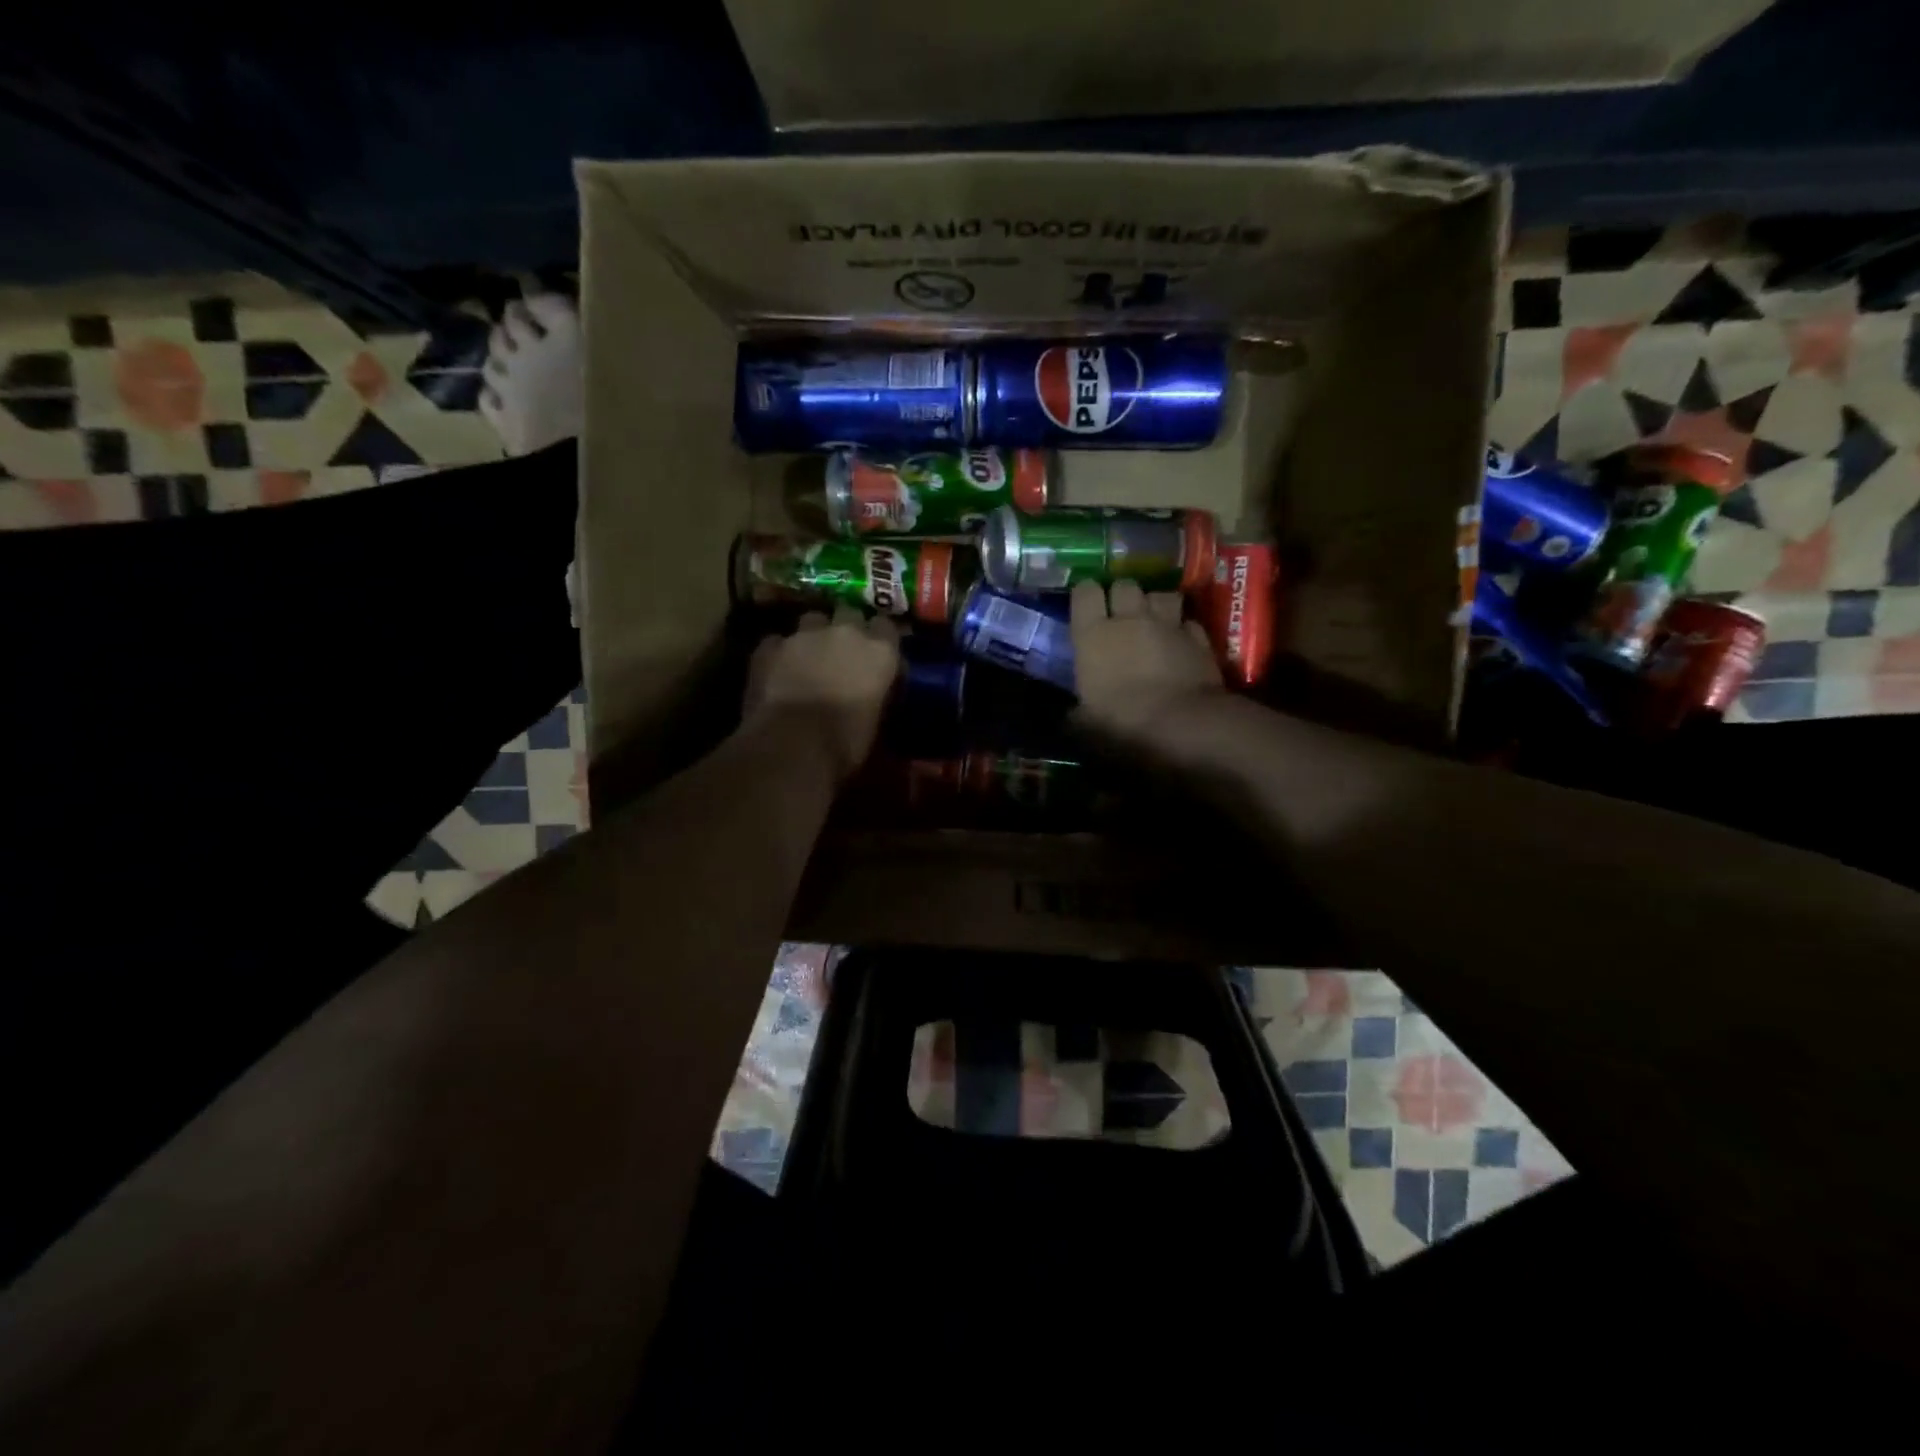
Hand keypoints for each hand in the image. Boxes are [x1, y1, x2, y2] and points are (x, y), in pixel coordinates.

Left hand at [744, 604, 900, 777]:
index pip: (886, 627)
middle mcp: (845, 632)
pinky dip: (779, 653)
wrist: (792, 746)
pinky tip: (777, 672)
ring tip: (808, 659)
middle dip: (846, 628)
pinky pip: (777, 641)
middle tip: (842, 654)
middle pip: (849, 613)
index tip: (876, 655)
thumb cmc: (846, 742)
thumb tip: (875, 691)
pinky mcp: (769, 646)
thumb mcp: (877, 720)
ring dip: (813, 636)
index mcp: (880, 651)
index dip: (880, 639)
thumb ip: (879, 693)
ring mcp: (803, 634)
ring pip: (812, 620)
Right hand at [1071, 579, 1224, 742]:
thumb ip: (1078, 709)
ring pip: (1161, 594)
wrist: (1180, 725)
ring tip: (1154, 619)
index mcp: (1093, 634)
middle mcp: (1130, 619)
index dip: (1085, 595)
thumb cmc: (1121, 722)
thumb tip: (1073, 714)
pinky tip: (1181, 641)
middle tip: (1121, 613)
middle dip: (1122, 594)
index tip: (1086, 607)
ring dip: (1156, 604)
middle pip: (1125, 585)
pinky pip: (1188, 622)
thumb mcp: (1086, 721)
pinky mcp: (1199, 638)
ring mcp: (1168, 625)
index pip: (1084, 592)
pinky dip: (1184, 628)